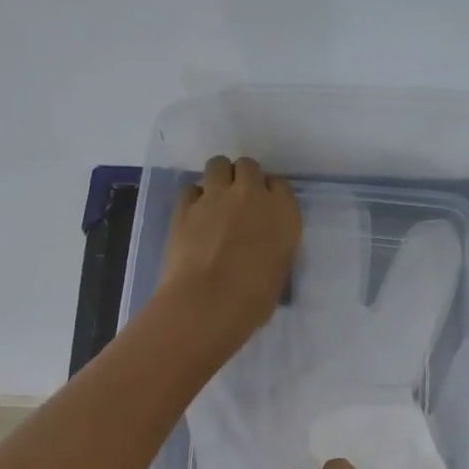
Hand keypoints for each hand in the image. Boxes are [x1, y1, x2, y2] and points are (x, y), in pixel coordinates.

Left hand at [159, 155, 301, 352]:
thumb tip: (262, 247)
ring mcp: (216, 196)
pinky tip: (194, 217)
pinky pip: (191, 188)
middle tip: (238, 203)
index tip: (263, 210)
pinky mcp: (185, 206)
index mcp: (283, 212)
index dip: (269, 195)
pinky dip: (194, 198)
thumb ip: (274, 247)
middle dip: (243, 180)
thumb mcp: (278, 272)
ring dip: (218, 178)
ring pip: (218, 165)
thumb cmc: (253, 300)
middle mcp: (251, 195)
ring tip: (215, 202)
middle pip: (248, 167)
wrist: (208, 304)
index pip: (280, 185)